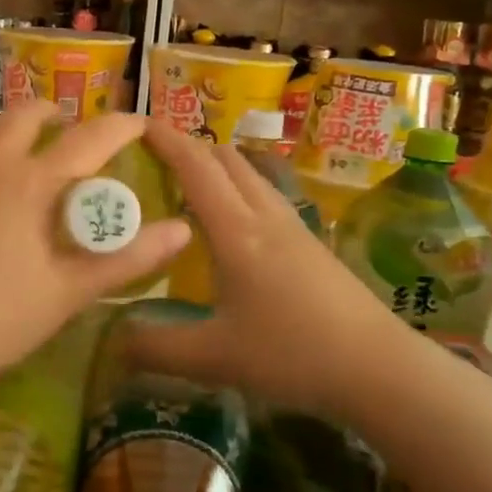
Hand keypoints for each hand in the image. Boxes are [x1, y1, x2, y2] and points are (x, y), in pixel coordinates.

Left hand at [0, 101, 190, 402]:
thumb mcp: (67, 294)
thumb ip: (126, 259)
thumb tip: (181, 230)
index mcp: (27, 184)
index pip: (87, 140)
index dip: (119, 127)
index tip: (138, 122)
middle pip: (23, 116)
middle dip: (53, 116)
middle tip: (67, 132)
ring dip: (5, 130)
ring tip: (16, 151)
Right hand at [129, 121, 409, 415]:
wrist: (378, 366)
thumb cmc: (294, 354)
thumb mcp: (216, 358)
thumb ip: (158, 349)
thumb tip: (112, 343)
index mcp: (237, 231)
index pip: (195, 166)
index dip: (165, 139)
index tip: (134, 124)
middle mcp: (265, 215)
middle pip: (225, 158)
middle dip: (187, 146)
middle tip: (150, 161)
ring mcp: (293, 226)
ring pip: (249, 174)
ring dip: (214, 167)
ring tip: (183, 187)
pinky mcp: (310, 242)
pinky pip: (264, 195)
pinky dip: (236, 189)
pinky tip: (228, 224)